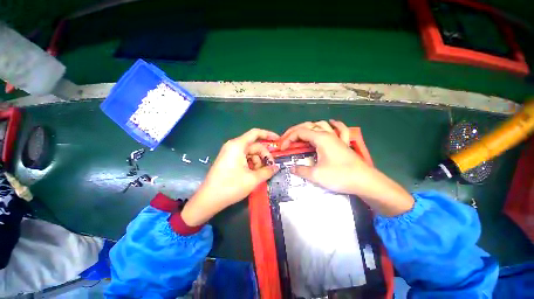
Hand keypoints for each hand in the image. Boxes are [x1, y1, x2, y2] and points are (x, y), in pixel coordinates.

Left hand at [182, 129, 279, 225]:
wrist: (208, 200)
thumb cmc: (231, 186)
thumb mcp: (253, 179)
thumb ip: (267, 171)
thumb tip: (277, 167)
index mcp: (238, 145)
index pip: (256, 133)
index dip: (268, 134)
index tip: (278, 140)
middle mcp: (233, 146)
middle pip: (254, 146)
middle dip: (264, 156)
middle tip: (271, 167)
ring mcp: (230, 153)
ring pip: (250, 153)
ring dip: (258, 162)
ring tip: (260, 174)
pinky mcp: (229, 160)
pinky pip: (244, 158)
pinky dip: (251, 165)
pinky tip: (253, 174)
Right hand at [280, 120, 413, 215]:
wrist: (365, 182)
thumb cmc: (340, 176)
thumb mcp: (316, 175)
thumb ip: (301, 170)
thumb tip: (291, 168)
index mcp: (320, 138)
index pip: (299, 132)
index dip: (288, 138)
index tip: (283, 148)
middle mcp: (328, 134)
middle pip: (308, 126)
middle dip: (294, 131)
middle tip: (287, 140)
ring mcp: (337, 138)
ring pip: (321, 125)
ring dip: (309, 128)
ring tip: (302, 135)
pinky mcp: (343, 143)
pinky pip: (339, 129)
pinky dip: (334, 125)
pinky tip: (331, 123)